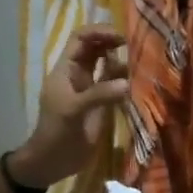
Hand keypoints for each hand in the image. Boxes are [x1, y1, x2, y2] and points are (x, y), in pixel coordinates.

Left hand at [13, 27, 129, 187]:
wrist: (53, 160)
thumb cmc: (56, 131)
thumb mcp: (74, 109)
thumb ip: (99, 95)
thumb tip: (127, 83)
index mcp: (66, 69)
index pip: (81, 39)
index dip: (99, 32)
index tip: (120, 36)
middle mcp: (79, 75)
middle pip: (96, 49)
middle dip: (113, 44)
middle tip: (135, 47)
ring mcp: (91, 90)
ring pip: (107, 67)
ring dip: (121, 63)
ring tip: (140, 63)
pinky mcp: (101, 105)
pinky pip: (115, 87)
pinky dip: (125, 82)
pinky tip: (137, 83)